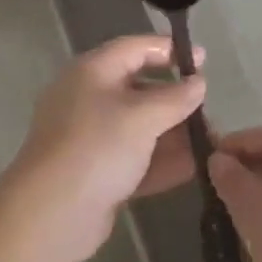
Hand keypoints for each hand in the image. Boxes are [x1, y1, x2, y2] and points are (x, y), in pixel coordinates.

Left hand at [7, 35, 207, 261]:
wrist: (51, 213)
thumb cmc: (98, 147)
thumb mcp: (142, 117)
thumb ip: (175, 98)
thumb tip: (198, 82)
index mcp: (92, 71)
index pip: (135, 48)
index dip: (169, 50)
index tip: (203, 60)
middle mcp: (88, 97)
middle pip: (138, 87)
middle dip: (174, 98)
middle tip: (208, 108)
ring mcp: (89, 136)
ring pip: (138, 126)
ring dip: (172, 132)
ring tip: (210, 141)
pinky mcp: (94, 172)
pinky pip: (133, 157)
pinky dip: (160, 160)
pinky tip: (193, 168)